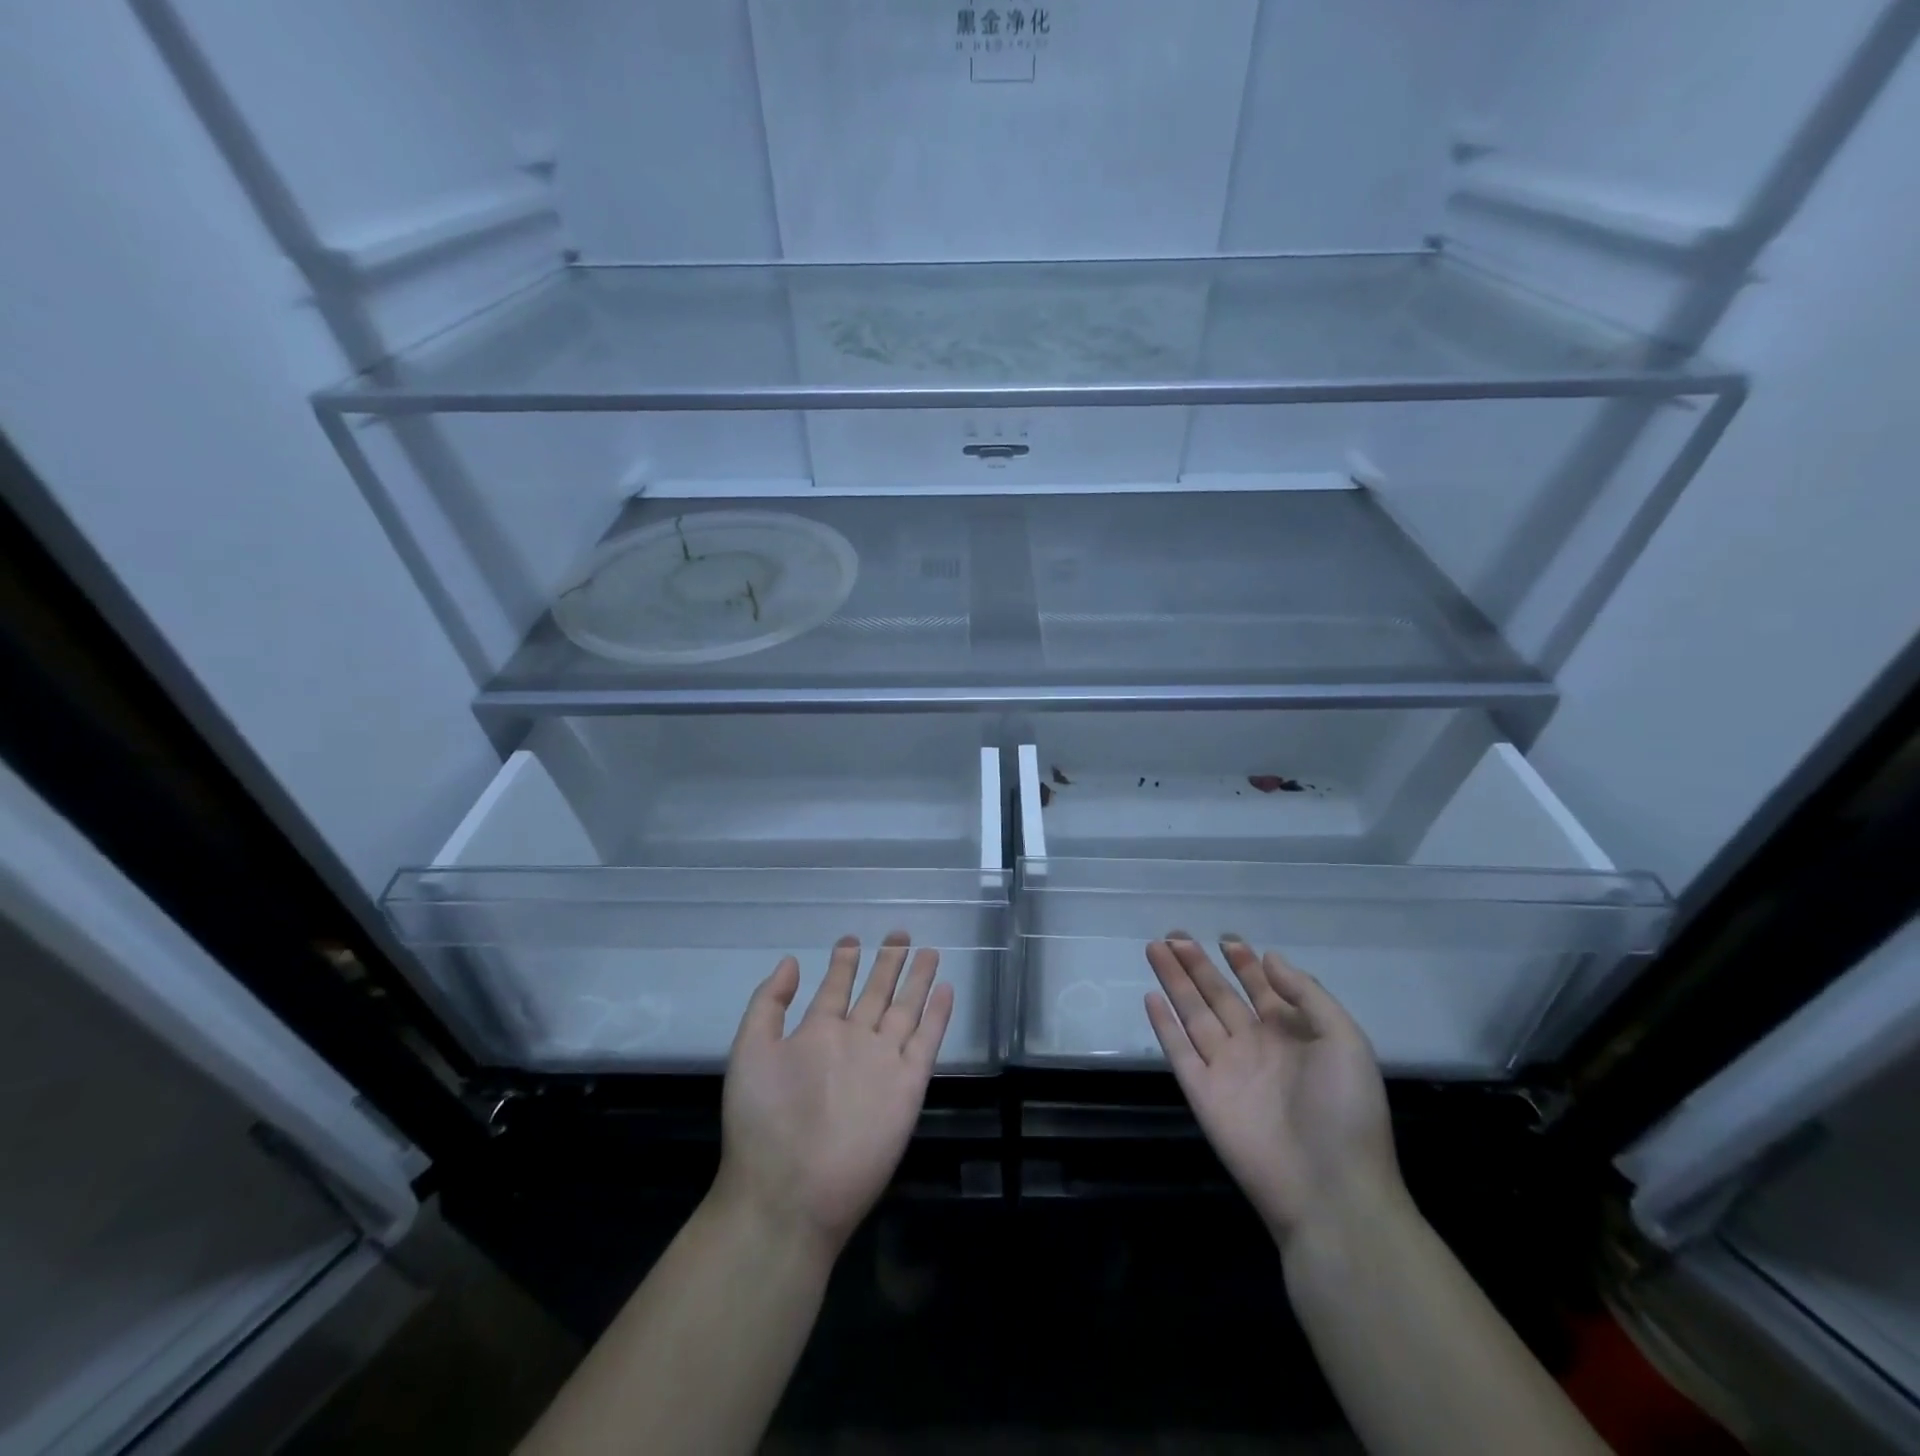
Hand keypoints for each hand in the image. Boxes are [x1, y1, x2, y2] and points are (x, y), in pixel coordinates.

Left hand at [714, 933, 952, 1261]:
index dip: (844, 963)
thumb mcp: (751, 1051)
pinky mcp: (908, 1085)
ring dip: (917, 981)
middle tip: (899, 933)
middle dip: (887, 963)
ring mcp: (882, 1062)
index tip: (852, 938)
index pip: (836, 988)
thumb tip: (792, 961)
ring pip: (904, 1009)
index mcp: (816, 1034)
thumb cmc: (762, 1121)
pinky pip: (927, 1040)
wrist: (790, 1192)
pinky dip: (937, 1015)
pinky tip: (946, 988)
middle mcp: (853, 1042)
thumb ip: (769, 1005)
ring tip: (928, 951)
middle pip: (876, 992)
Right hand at [1144, 935, 1405, 1247]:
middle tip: (1175, 934)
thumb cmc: (1346, 1112)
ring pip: (1193, 1013)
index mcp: (1292, 1035)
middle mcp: (1255, 1046)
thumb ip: (1307, 995)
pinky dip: (1164, 1025)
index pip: (1261, 988)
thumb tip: (1269, 957)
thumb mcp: (1345, 1042)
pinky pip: (1179, 1051)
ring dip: (1175, 981)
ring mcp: (1226, 1068)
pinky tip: (1151, 997)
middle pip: (1219, 994)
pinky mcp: (1203, 1093)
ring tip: (1156, 948)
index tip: (1226, 938)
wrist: (1330, 1191)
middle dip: (1198, 963)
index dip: (1245, 963)